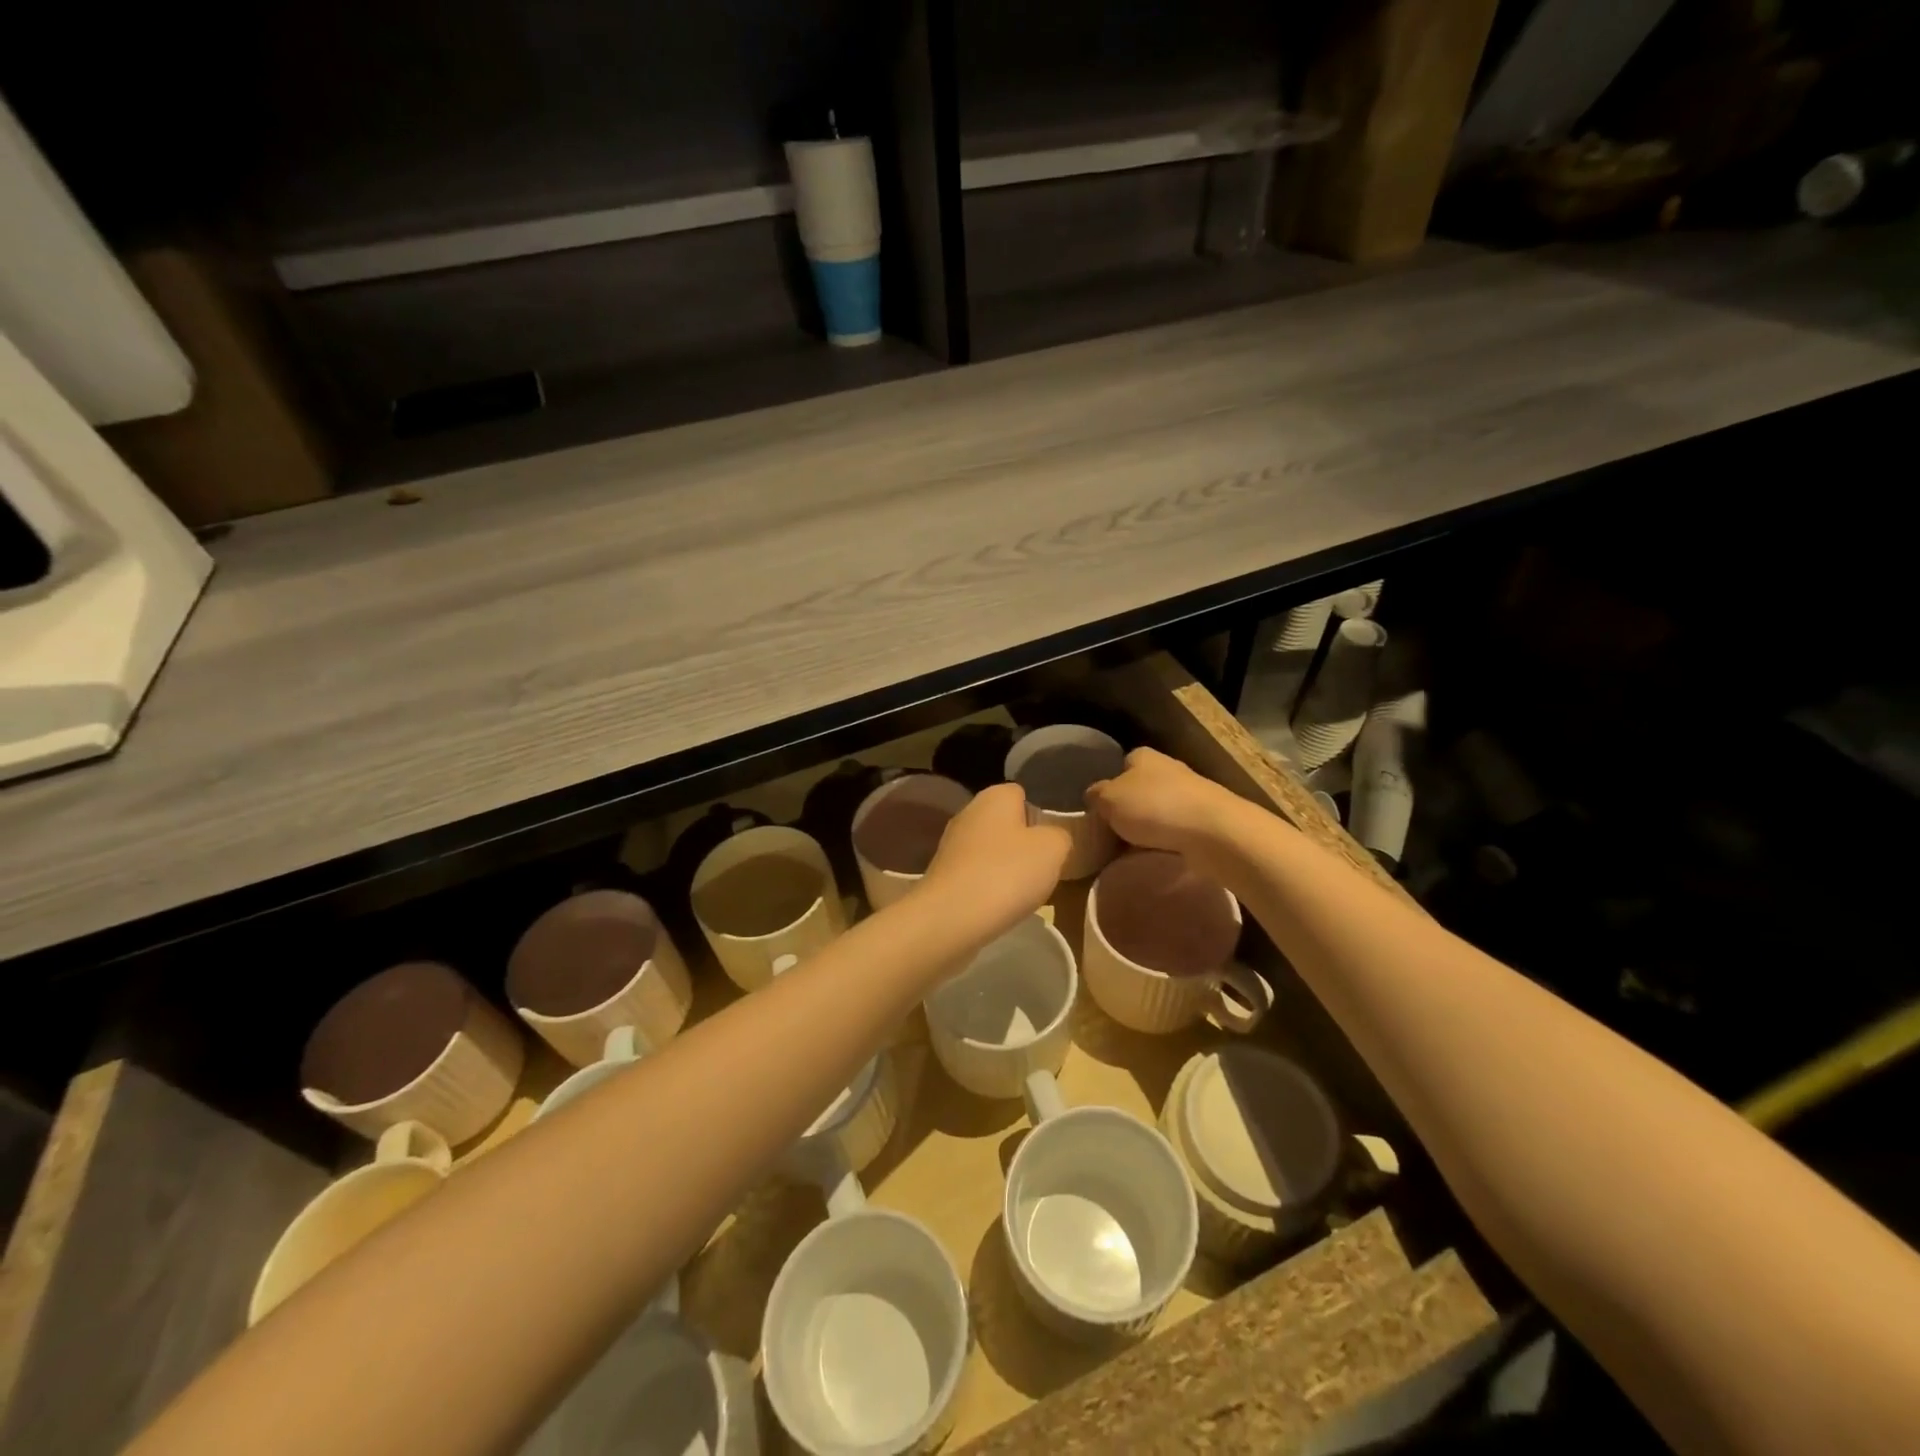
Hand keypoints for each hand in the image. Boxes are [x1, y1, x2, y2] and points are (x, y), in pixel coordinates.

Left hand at [920, 784, 1070, 942]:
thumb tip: (1053, 837)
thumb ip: (1060, 836)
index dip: (1041, 815)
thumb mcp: (1054, 849)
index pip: (1023, 794)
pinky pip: (975, 873)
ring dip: (1005, 867)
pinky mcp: (942, 873)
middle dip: (1023, 843)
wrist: (951, 917)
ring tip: (1022, 892)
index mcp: (995, 795)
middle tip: (1043, 869)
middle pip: (1006, 823)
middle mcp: (969, 811)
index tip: (1053, 842)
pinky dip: (988, 886)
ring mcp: (951, 843)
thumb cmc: (1007, 872)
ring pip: (990, 850)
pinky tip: (998, 905)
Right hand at [1085, 747, 1239, 853]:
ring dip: (1149, 827)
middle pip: (1140, 788)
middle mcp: (1169, 768)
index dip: (1110, 786)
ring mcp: (1191, 793)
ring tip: (1132, 850)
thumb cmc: (1154, 807)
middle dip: (1129, 808)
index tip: (1101, 809)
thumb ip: (1095, 796)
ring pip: (1160, 809)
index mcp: (1143, 756)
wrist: (1214, 831)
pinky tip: (1159, 855)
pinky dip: (1167, 841)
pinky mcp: (1206, 818)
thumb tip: (1094, 796)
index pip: (1121, 765)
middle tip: (1113, 833)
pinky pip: (1177, 829)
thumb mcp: (1109, 799)